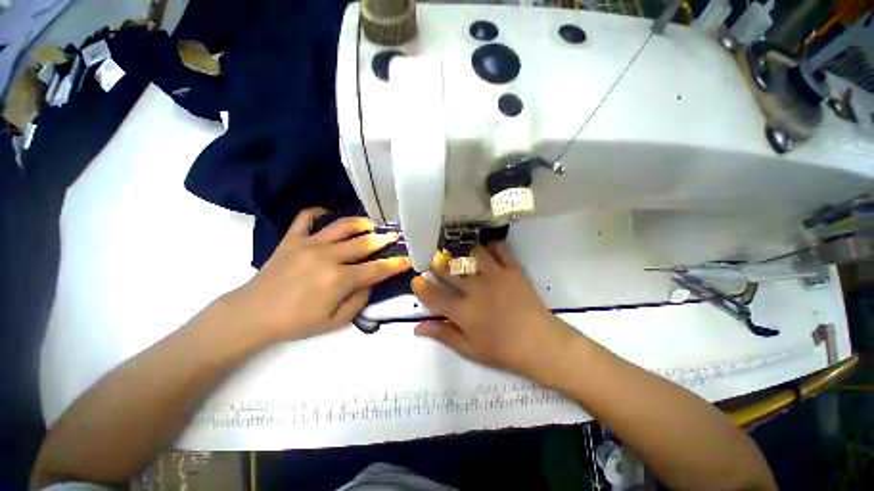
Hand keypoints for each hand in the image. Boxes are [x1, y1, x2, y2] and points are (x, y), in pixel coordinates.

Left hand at [224, 208, 410, 340]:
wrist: (252, 315)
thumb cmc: (295, 323)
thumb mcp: (334, 322)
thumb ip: (358, 301)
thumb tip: (370, 283)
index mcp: (339, 280)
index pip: (376, 269)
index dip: (395, 264)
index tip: (407, 259)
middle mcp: (328, 257)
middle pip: (364, 243)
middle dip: (384, 240)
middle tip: (395, 236)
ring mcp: (308, 244)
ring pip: (342, 225)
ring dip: (361, 223)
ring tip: (371, 224)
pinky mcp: (292, 239)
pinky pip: (306, 217)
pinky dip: (318, 212)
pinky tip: (328, 214)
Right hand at [411, 242, 576, 380]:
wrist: (540, 343)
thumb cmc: (503, 350)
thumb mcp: (469, 349)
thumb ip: (443, 335)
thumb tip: (417, 328)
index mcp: (464, 312)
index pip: (434, 296)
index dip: (421, 287)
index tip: (416, 280)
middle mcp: (476, 289)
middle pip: (449, 270)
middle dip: (437, 264)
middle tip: (435, 262)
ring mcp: (495, 276)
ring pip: (471, 254)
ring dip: (462, 253)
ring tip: (460, 256)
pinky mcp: (512, 269)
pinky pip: (499, 249)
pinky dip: (490, 246)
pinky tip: (486, 251)